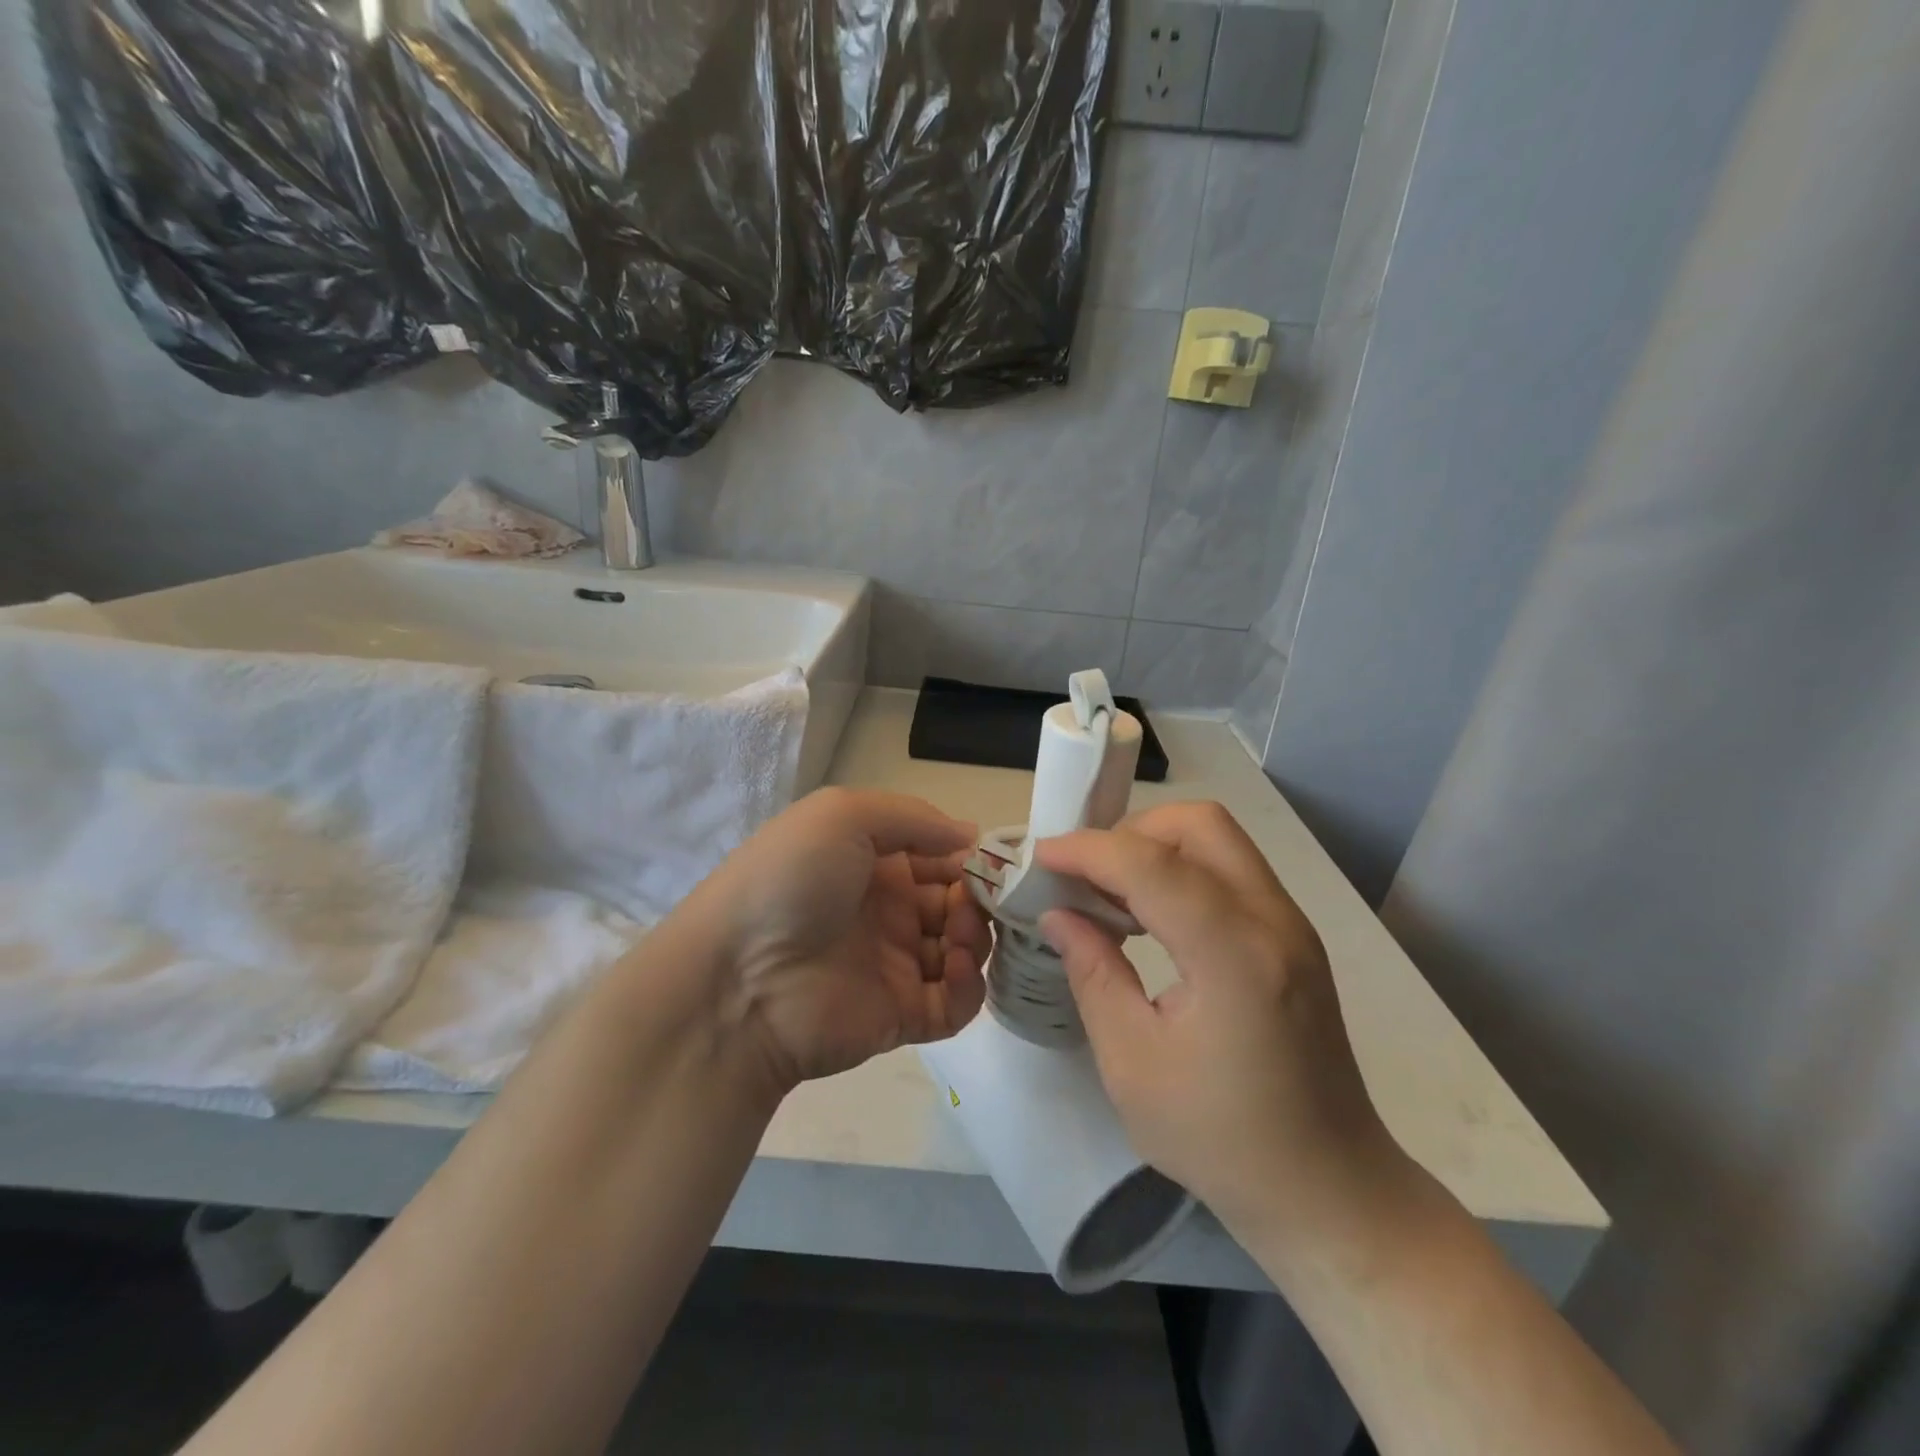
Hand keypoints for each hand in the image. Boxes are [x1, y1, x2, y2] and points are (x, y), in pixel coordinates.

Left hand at [688, 788, 989, 1089]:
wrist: (737, 978)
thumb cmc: (791, 881)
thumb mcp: (843, 815)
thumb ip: (914, 818)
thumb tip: (971, 836)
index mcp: (873, 862)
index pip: (939, 856)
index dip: (969, 857)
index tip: (995, 861)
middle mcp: (887, 910)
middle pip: (957, 902)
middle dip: (980, 897)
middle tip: (982, 900)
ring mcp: (894, 964)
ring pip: (963, 949)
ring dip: (978, 936)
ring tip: (963, 933)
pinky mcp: (902, 1015)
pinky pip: (954, 1001)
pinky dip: (970, 984)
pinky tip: (957, 965)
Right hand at [1036, 802, 1401, 1240]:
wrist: (1328, 1189)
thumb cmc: (1222, 1140)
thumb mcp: (1133, 1065)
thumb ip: (1093, 974)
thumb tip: (1058, 915)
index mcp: (1234, 958)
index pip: (1152, 865)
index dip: (1089, 850)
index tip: (1040, 857)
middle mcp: (1272, 921)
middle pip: (1199, 824)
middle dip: (1130, 832)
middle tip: (1084, 874)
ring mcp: (1290, 924)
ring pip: (1218, 839)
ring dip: (1156, 847)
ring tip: (1109, 892)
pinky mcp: (1292, 936)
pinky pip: (1230, 869)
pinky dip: (1181, 869)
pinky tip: (1149, 914)